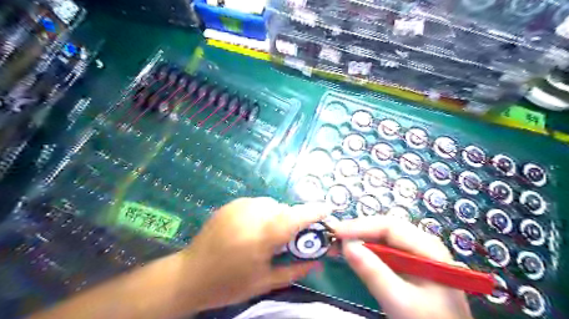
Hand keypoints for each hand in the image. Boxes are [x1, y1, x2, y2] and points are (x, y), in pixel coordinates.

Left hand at [180, 197, 325, 311]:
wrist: (190, 275)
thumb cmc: (229, 283)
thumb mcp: (265, 282)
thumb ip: (295, 269)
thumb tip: (319, 262)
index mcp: (263, 235)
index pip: (296, 217)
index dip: (314, 212)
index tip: (327, 210)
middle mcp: (253, 214)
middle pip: (284, 209)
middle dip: (293, 220)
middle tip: (289, 238)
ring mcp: (240, 206)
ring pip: (272, 204)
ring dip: (277, 215)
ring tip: (268, 234)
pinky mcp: (231, 204)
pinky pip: (257, 203)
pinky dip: (262, 212)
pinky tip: (253, 228)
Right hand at [334, 216, 473, 318]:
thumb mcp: (399, 300)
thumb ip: (373, 272)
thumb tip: (346, 244)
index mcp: (428, 247)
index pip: (390, 226)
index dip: (361, 225)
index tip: (336, 232)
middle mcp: (423, 244)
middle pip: (386, 228)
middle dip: (359, 230)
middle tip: (334, 237)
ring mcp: (417, 253)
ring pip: (384, 237)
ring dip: (361, 238)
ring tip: (340, 243)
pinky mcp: (409, 264)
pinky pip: (385, 249)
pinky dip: (368, 250)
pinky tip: (356, 254)